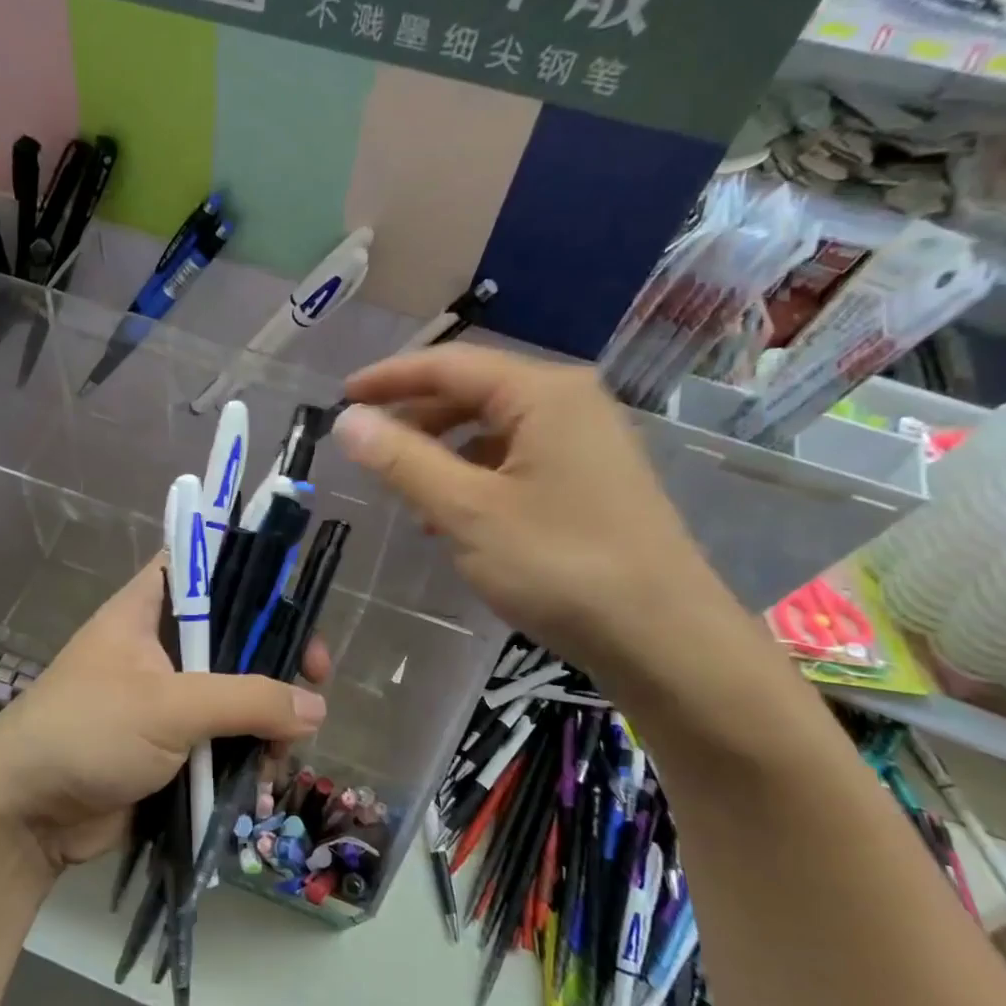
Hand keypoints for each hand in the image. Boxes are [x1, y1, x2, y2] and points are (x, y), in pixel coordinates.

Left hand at [0, 559, 328, 876]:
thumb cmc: (87, 734)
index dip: (252, 573)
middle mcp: (159, 645)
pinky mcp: (172, 745)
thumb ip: (247, 700)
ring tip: (285, 749)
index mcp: (147, 610)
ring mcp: (166, 697)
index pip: (205, 565)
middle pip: (234, 632)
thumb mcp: (169, 706)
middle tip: (315, 679)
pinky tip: (264, 776)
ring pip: (236, 690)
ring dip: (267, 715)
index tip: (294, 602)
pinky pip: (224, 736)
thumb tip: (316, 708)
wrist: (24, 817)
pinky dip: (249, 751)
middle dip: (276, 656)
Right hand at [334, 344, 740, 676]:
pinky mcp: (590, 482)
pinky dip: (474, 478)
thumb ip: (402, 460)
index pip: (449, 365)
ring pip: (493, 430)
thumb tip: (348, 419)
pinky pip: (516, 461)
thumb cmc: (559, 565)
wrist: (664, 640)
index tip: (340, 396)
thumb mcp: (466, 511)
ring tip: (404, 489)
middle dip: (415, 416)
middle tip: (366, 445)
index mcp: (543, 393)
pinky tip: (451, 518)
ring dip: (442, 451)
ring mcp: (585, 443)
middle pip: (474, 392)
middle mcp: (569, 404)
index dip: (389, 378)